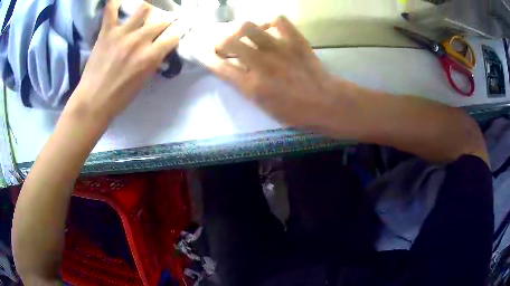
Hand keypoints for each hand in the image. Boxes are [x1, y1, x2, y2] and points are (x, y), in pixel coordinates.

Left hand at [66, 0, 181, 122]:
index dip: (180, 30)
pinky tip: (119, 1)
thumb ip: (153, 61)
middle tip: (163, 22)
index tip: (179, 28)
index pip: (175, 35)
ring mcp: (122, 33)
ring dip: (147, 10)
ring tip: (144, 14)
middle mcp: (139, 41)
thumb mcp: (143, 81)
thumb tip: (159, 48)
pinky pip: (111, 10)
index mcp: (150, 57)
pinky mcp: (107, 32)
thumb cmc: (119, 97)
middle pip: (162, 20)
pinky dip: (114, 3)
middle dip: (167, 20)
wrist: (93, 102)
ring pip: (143, 8)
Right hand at [205, 16, 342, 129]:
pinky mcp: (294, 40)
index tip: (203, 53)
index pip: (220, 67)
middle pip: (228, 41)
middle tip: (225, 43)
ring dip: (241, 29)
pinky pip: (277, 20)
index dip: (207, 58)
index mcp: (252, 86)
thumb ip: (246, 88)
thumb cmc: (296, 112)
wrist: (326, 103)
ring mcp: (278, 49)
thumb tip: (234, 70)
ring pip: (248, 26)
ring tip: (245, 33)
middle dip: (221, 41)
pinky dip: (270, 21)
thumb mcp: (264, 107)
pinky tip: (268, 28)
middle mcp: (260, 64)